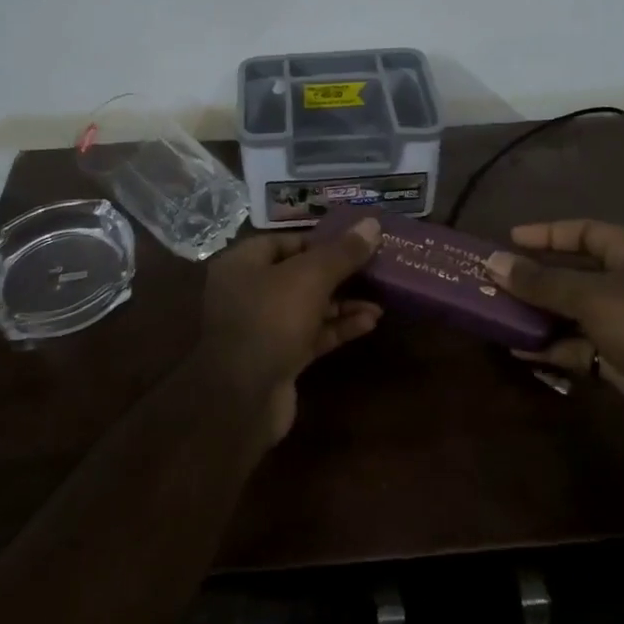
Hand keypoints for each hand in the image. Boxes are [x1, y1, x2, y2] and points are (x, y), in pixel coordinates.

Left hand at [198, 219, 383, 443]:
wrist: (242, 400)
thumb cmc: (270, 320)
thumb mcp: (310, 277)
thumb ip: (342, 252)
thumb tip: (373, 223)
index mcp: (243, 263)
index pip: (286, 241)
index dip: (321, 240)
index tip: (356, 242)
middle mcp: (248, 292)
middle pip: (299, 274)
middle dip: (338, 273)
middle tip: (375, 269)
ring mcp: (262, 328)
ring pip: (308, 307)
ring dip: (343, 303)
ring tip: (381, 300)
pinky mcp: (278, 358)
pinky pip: (312, 335)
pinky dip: (338, 328)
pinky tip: (369, 322)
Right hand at [487, 219, 623, 449]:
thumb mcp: (590, 296)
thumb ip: (541, 281)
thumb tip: (493, 262)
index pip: (584, 231)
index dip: (547, 234)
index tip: (509, 239)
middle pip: (575, 273)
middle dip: (536, 278)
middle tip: (495, 279)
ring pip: (573, 312)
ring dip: (539, 315)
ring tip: (497, 314)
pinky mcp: (622, 361)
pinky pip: (578, 347)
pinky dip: (552, 347)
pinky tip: (519, 350)